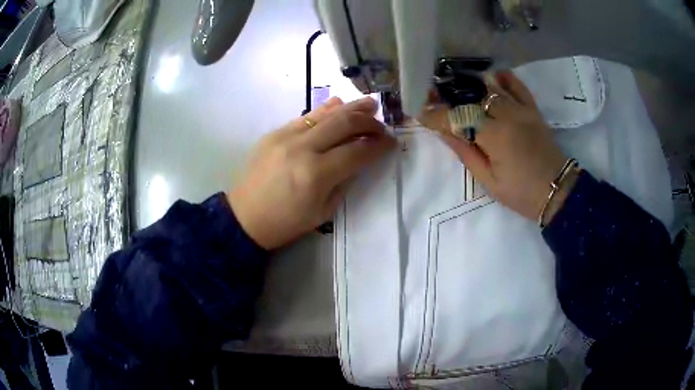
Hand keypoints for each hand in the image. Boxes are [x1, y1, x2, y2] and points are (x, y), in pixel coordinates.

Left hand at [227, 97, 395, 249]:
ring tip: (368, 105)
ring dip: (350, 107)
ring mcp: (285, 136)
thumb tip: (358, 157)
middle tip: (381, 124)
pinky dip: (325, 110)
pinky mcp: (274, 133)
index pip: (357, 151)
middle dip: (368, 121)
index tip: (391, 142)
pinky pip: (305, 116)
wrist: (245, 217)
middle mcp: (302, 149)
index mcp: (316, 175)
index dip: (379, 145)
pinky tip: (338, 105)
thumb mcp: (323, 211)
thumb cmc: (286, 223)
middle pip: (344, 123)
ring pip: (325, 114)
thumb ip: (344, 181)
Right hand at [421, 72, 568, 222]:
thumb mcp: (489, 181)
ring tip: (455, 85)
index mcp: (495, 137)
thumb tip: (444, 132)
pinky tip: (492, 76)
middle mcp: (508, 116)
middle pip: (473, 97)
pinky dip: (504, 78)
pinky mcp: (533, 110)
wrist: (558, 191)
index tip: (420, 112)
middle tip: (434, 96)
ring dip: (471, 85)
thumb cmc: (521, 193)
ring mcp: (522, 110)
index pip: (458, 118)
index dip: (436, 115)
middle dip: (450, 95)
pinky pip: (518, 86)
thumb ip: (466, 153)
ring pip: (491, 87)